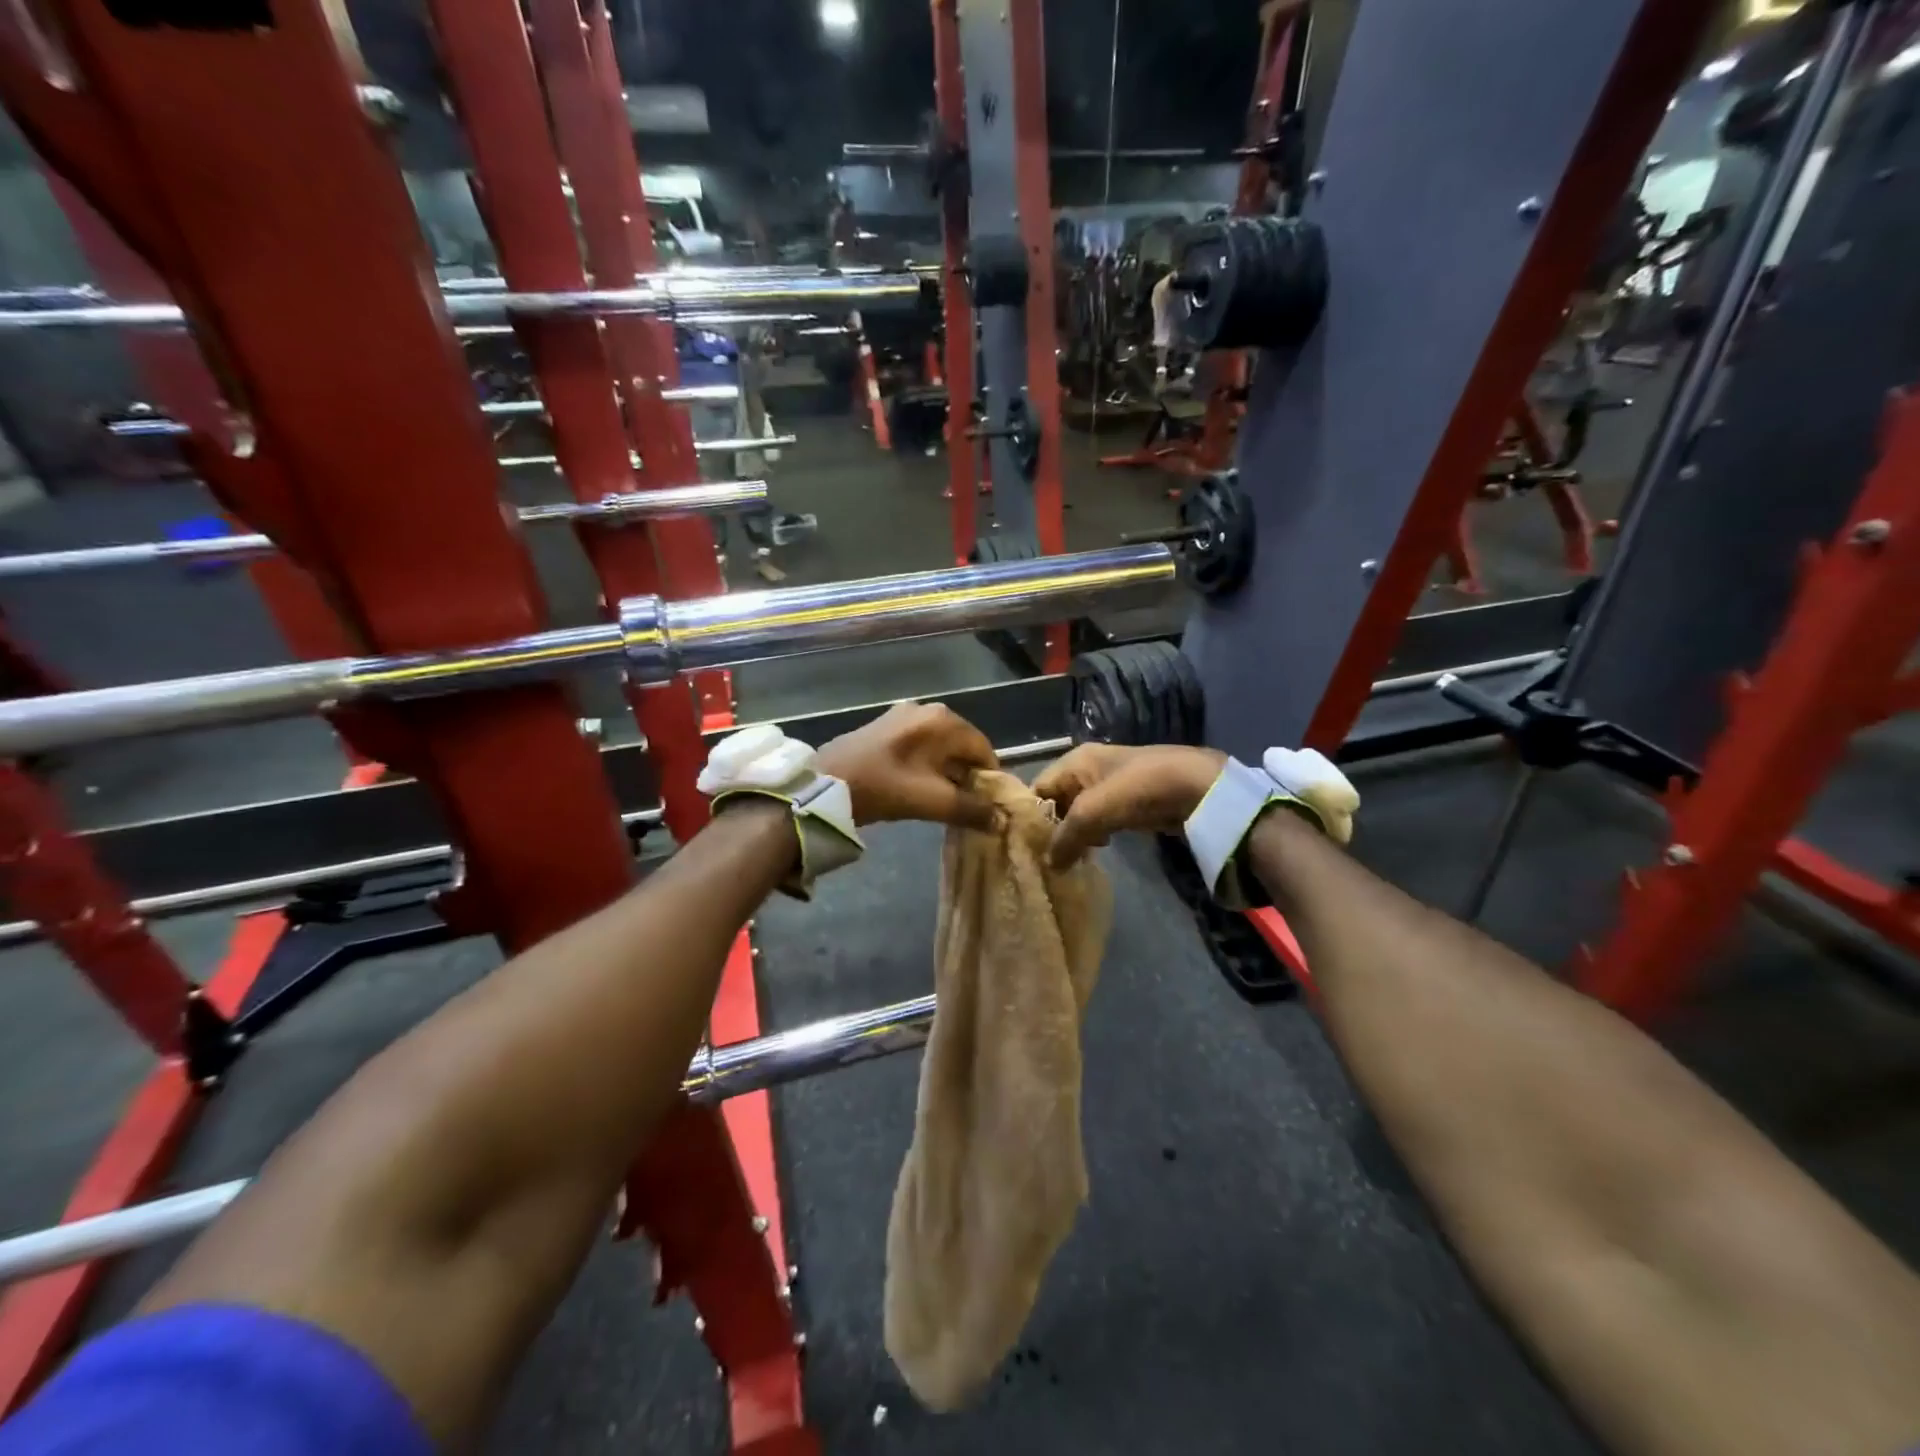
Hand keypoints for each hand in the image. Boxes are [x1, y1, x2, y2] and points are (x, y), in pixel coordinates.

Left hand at [816, 703, 999, 830]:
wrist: (824, 784)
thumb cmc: (883, 787)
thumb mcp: (932, 802)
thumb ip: (970, 809)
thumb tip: (1000, 820)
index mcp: (943, 720)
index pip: (983, 748)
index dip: (989, 779)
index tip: (987, 806)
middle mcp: (927, 709)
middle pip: (962, 746)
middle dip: (967, 776)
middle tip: (964, 807)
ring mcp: (903, 715)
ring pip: (940, 747)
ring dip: (946, 773)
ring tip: (942, 802)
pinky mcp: (884, 726)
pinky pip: (919, 746)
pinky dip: (926, 766)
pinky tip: (918, 788)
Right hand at [1033, 744, 1225, 868]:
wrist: (1198, 788)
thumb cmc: (1139, 790)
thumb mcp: (1093, 812)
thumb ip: (1066, 837)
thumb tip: (1050, 865)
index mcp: (1075, 760)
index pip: (1038, 787)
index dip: (1031, 816)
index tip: (1026, 846)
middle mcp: (1089, 767)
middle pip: (1058, 800)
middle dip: (1054, 828)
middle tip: (1050, 858)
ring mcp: (1111, 784)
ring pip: (1080, 813)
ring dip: (1076, 834)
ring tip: (1073, 858)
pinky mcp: (1130, 801)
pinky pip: (1102, 819)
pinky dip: (1097, 834)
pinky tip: (1099, 850)